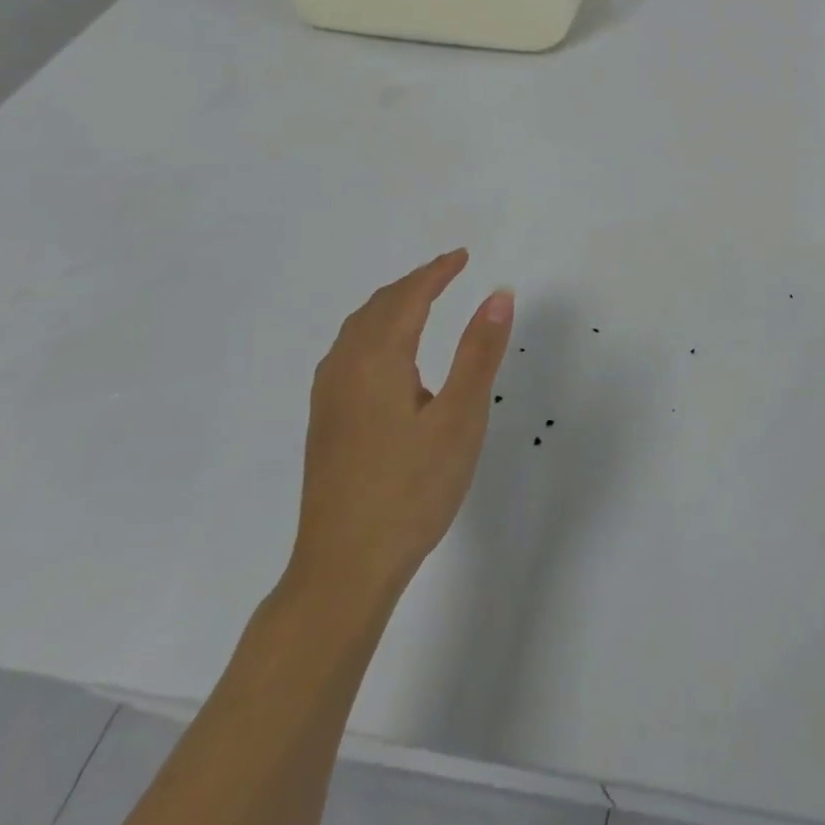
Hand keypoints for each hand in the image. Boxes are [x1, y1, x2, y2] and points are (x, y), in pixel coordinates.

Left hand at [286, 249, 511, 610]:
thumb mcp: (461, 417)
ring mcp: (329, 399)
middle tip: (447, 271)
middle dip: (413, 283)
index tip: (463, 256)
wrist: (343, 568)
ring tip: (420, 299)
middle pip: (378, 308)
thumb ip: (479, 352)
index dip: (436, 272)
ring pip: (357, 330)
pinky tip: (386, 354)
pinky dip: (373, 331)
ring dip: (390, 305)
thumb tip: (498, 293)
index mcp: (378, 362)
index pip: (408, 298)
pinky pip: (348, 353)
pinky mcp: (325, 424)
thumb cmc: (411, 489)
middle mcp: (345, 370)